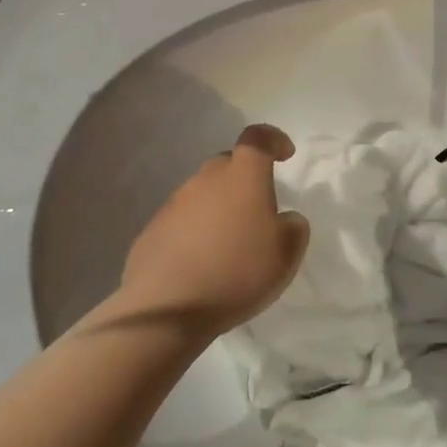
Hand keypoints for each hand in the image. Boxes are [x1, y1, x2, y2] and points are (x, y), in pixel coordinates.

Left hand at [115, 124, 310, 337]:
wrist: (167, 308)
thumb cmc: (237, 272)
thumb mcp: (287, 253)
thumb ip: (294, 227)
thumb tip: (285, 219)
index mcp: (243, 176)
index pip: (257, 138)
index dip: (273, 139)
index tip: (285, 154)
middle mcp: (206, 180)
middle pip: (228, 165)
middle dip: (244, 179)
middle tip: (258, 210)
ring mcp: (174, 204)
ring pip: (203, 193)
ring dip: (219, 208)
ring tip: (230, 243)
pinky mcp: (152, 231)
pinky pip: (182, 221)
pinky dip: (196, 232)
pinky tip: (202, 263)